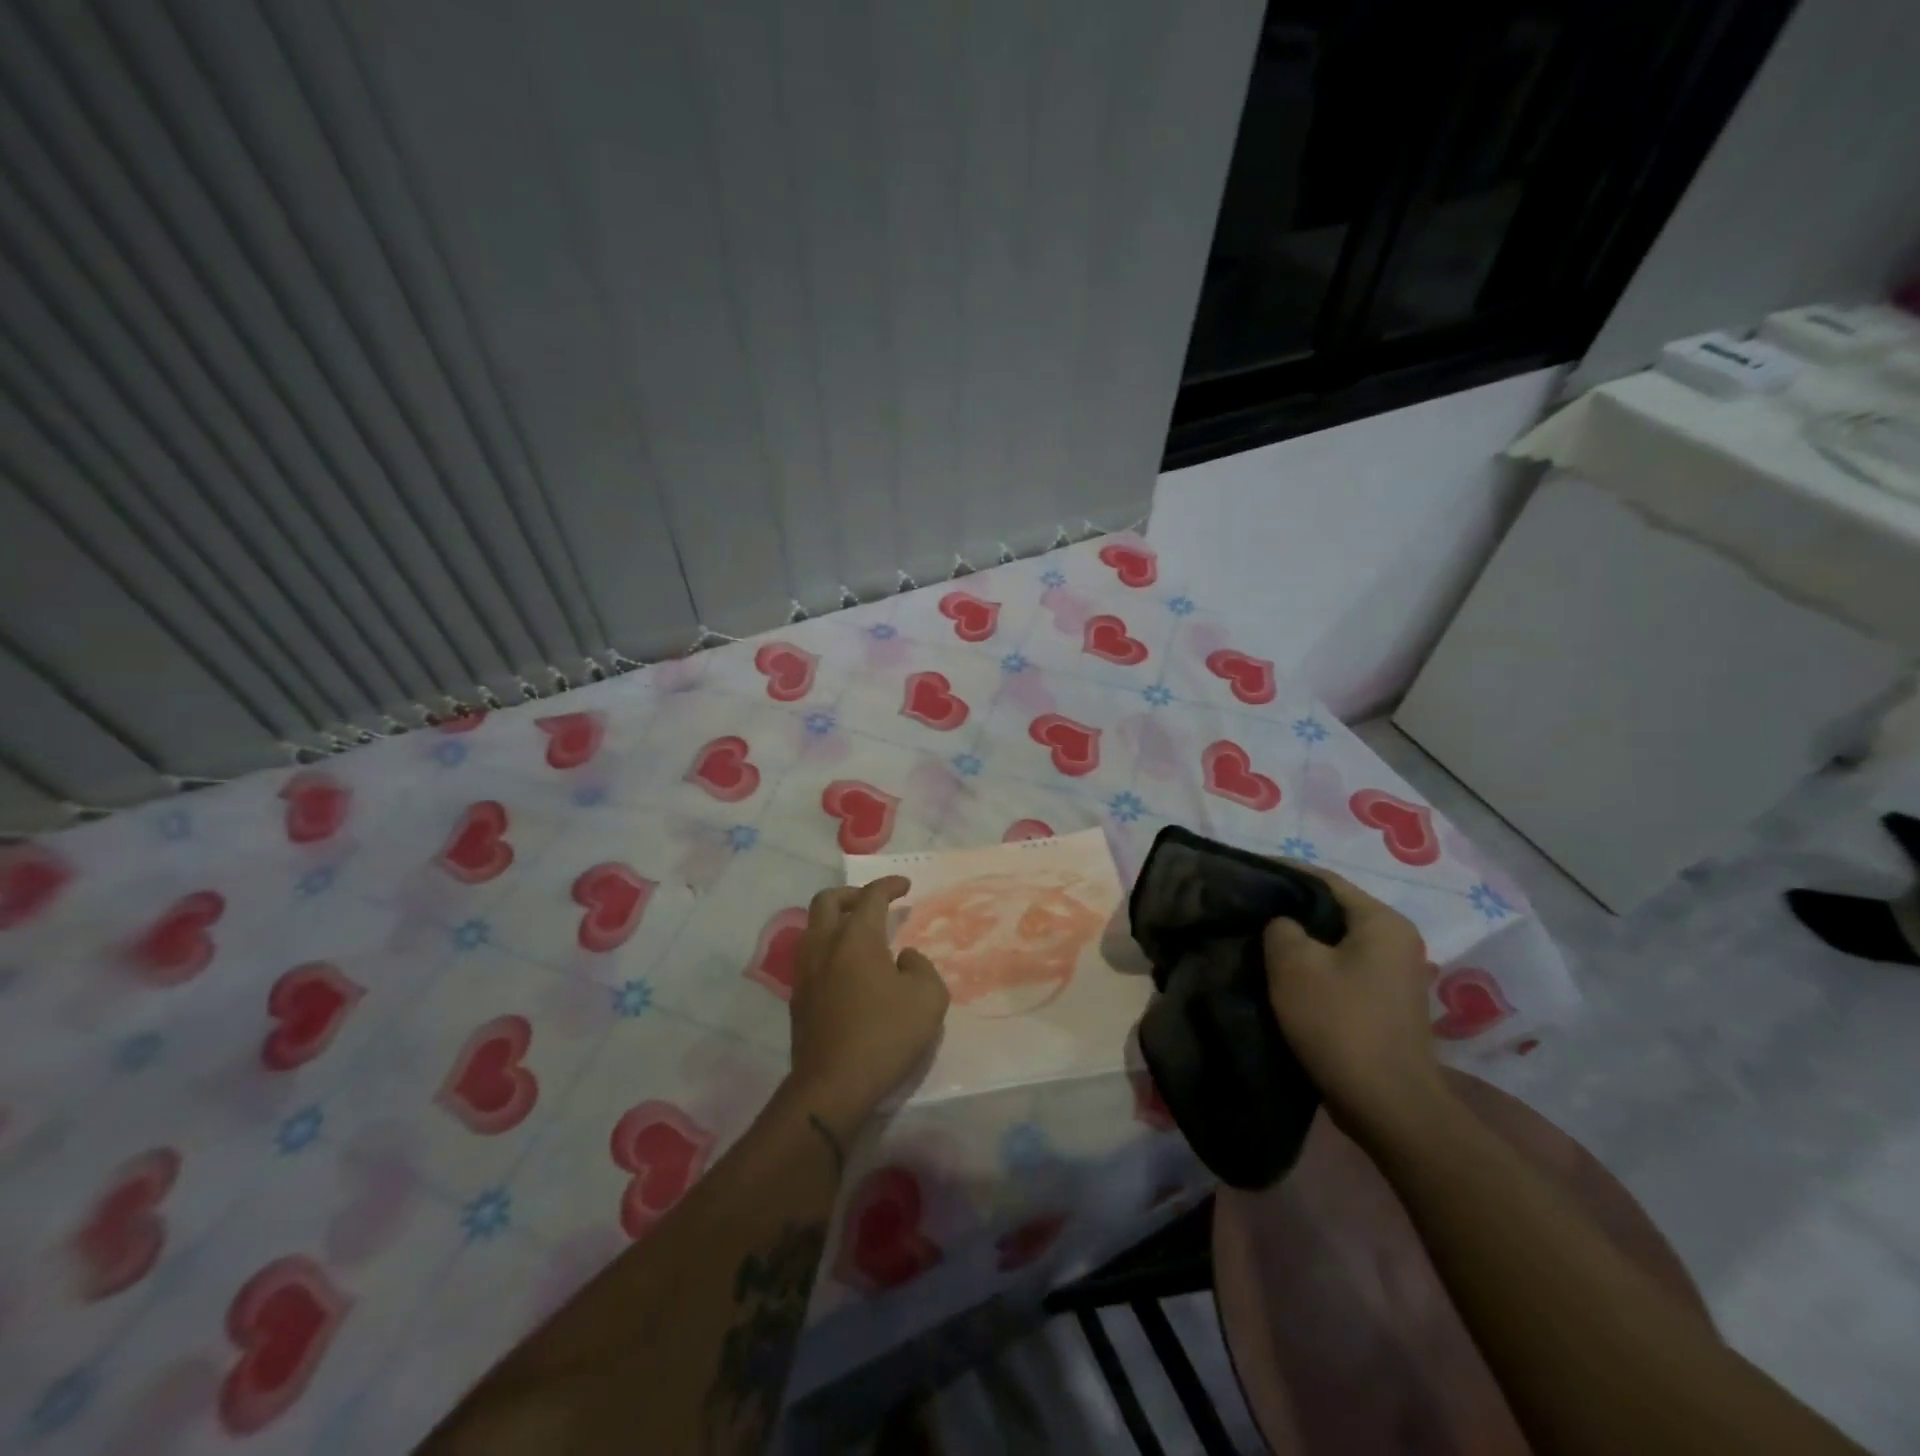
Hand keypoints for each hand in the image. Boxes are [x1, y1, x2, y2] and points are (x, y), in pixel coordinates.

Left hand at [787, 877, 950, 1132]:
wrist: (832, 1085)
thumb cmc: (885, 1035)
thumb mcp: (928, 999)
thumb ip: (921, 967)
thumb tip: (903, 958)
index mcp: (856, 938)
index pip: (871, 896)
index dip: (889, 885)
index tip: (904, 886)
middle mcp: (825, 945)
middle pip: (828, 901)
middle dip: (851, 894)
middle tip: (872, 903)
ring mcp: (805, 972)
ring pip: (813, 927)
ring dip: (835, 920)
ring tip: (858, 935)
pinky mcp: (798, 998)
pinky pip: (810, 956)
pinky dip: (828, 948)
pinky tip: (847, 969)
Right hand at [1263, 866, 1445, 1142]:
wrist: (1387, 1106)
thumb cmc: (1340, 1023)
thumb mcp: (1294, 964)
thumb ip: (1280, 927)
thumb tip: (1282, 924)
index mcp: (1382, 921)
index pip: (1323, 879)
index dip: (1280, 872)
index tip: (1243, 874)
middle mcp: (1396, 941)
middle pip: (1330, 910)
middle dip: (1287, 909)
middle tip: (1245, 909)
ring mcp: (1393, 975)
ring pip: (1333, 942)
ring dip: (1297, 942)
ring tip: (1255, 942)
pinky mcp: (1383, 1004)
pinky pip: (1340, 969)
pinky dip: (1311, 968)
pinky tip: (1281, 977)